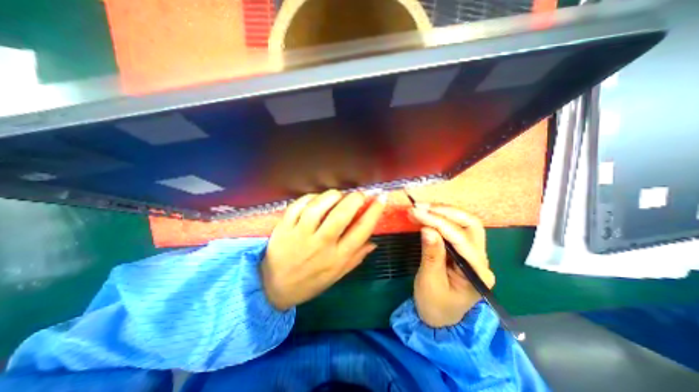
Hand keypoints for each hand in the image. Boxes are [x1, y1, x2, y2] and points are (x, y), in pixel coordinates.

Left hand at [261, 191, 383, 310]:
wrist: (274, 288)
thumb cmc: (310, 282)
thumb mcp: (337, 275)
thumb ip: (356, 257)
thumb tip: (374, 242)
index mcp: (337, 257)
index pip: (362, 230)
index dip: (374, 211)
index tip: (381, 198)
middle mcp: (321, 244)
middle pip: (341, 215)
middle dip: (355, 199)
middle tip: (360, 194)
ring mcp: (300, 234)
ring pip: (319, 207)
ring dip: (332, 195)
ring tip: (338, 194)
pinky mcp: (284, 227)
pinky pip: (298, 206)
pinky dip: (310, 197)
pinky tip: (317, 198)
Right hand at [411, 203, 489, 329]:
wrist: (439, 318)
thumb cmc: (435, 305)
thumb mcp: (430, 282)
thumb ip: (431, 255)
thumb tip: (427, 228)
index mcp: (477, 272)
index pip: (461, 239)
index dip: (438, 222)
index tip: (417, 212)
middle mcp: (481, 259)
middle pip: (471, 225)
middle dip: (445, 212)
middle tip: (421, 207)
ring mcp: (473, 253)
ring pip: (464, 223)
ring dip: (442, 212)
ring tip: (421, 208)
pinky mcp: (462, 250)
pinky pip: (454, 228)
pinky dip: (439, 218)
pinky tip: (426, 215)